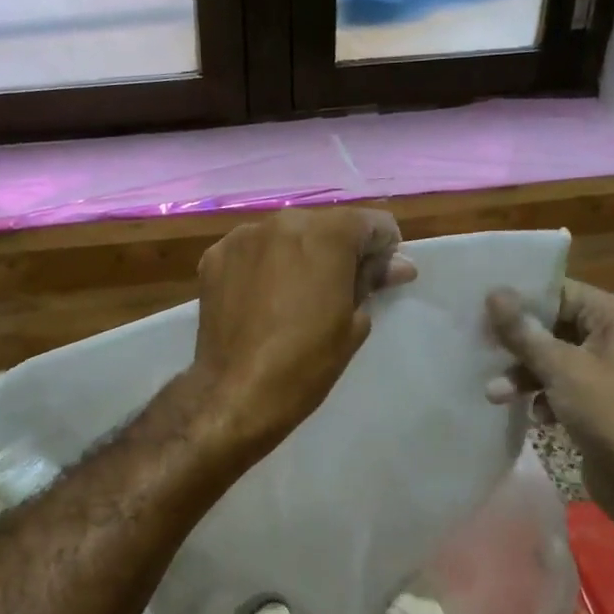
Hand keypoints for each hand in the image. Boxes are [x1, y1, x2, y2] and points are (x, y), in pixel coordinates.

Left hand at [190, 208, 415, 456]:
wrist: (237, 393)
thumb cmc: (307, 361)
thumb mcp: (354, 323)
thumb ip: (373, 281)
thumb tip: (398, 265)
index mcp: (326, 234)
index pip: (371, 223)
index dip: (384, 248)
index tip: (380, 276)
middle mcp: (283, 221)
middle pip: (325, 225)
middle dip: (338, 250)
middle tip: (339, 289)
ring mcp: (243, 237)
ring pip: (285, 235)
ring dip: (298, 255)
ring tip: (296, 295)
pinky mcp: (214, 257)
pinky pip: (252, 251)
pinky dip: (263, 265)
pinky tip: (263, 298)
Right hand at [486, 280, 613, 541]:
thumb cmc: (609, 413)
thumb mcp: (561, 368)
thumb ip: (523, 332)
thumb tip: (493, 293)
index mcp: (613, 316)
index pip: (559, 291)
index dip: (520, 299)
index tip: (480, 307)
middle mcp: (611, 336)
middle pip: (551, 325)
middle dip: (517, 343)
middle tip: (479, 348)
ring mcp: (603, 370)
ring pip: (551, 358)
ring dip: (523, 375)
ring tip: (495, 395)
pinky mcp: (595, 399)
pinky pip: (558, 384)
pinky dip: (541, 396)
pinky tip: (534, 416)